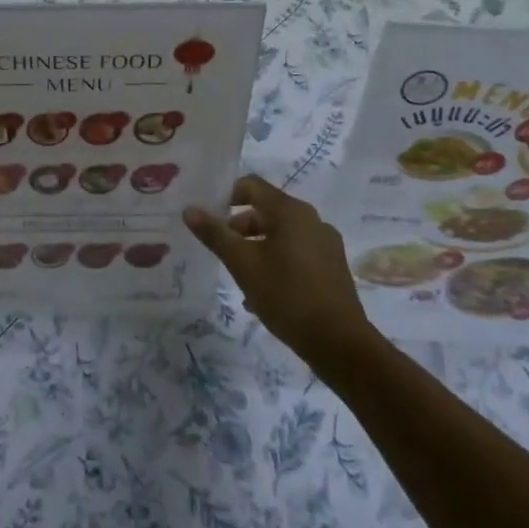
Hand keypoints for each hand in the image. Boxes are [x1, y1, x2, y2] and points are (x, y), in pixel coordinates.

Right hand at [185, 176, 373, 366]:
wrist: (338, 342)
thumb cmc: (286, 295)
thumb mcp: (242, 264)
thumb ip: (215, 234)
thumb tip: (189, 210)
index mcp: (290, 211)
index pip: (251, 186)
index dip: (225, 195)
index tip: (207, 216)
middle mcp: (311, 219)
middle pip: (266, 210)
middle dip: (239, 227)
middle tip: (220, 250)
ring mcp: (325, 243)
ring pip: (281, 234)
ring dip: (256, 246)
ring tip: (239, 274)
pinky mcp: (332, 266)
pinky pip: (296, 252)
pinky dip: (276, 260)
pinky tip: (264, 291)